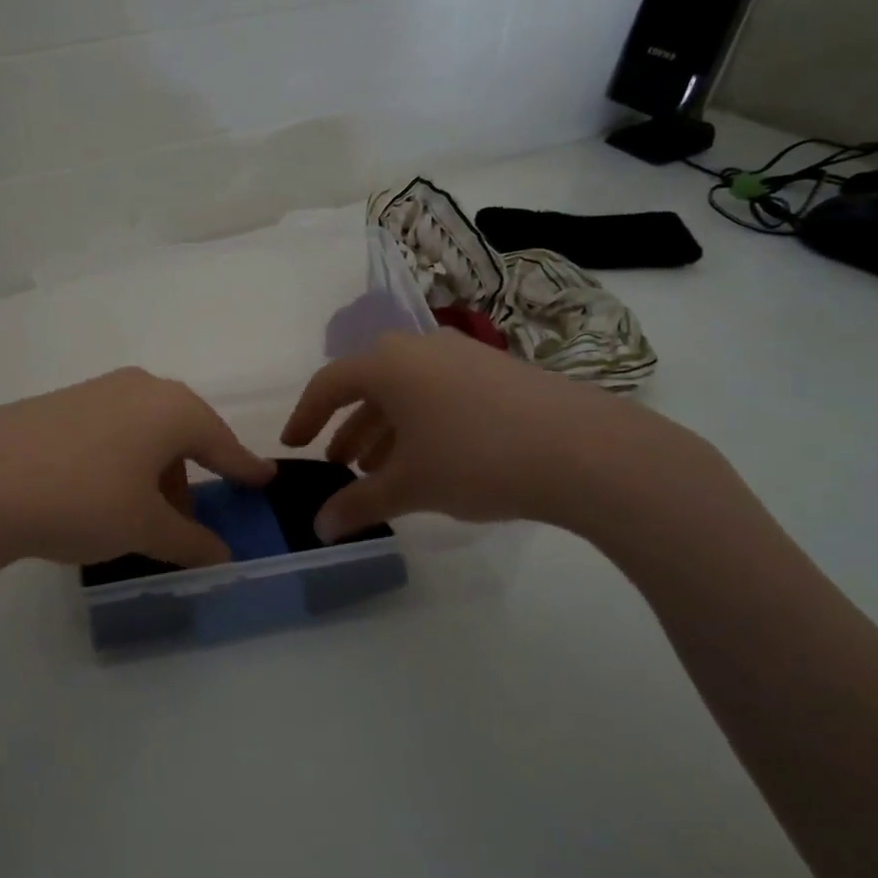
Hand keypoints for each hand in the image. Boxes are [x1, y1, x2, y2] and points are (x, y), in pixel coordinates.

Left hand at [0, 368, 274, 578]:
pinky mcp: (59, 402)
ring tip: (139, 515)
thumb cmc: (82, 500)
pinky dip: (121, 459)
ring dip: (153, 471)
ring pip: (144, 431)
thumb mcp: (143, 528)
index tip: (265, 480)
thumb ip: (190, 541)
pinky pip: (110, 429)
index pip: (222, 443)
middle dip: (190, 476)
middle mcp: (140, 387)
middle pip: (182, 434)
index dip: (245, 468)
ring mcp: (96, 390)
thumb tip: (222, 556)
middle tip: (189, 517)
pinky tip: (98, 493)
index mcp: (172, 409)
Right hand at [281, 329, 715, 542]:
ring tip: (380, 471)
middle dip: (349, 428)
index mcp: (388, 364)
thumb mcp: (409, 485)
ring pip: (406, 391)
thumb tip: (320, 528)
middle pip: (369, 385)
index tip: (294, 446)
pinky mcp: (497, 372)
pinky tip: (431, 459)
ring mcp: (462, 356)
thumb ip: (359, 505)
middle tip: (339, 466)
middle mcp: (420, 349)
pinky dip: (421, 424)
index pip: (329, 383)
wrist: (583, 449)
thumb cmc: (475, 459)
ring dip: (385, 429)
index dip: (305, 416)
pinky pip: (440, 392)